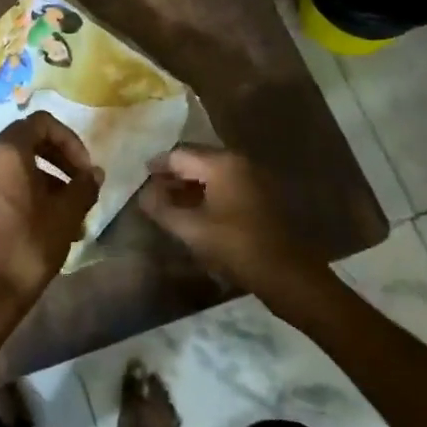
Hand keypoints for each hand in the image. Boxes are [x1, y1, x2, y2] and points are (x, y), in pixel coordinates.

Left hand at [0, 112, 101, 307]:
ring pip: (18, 164)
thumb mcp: (68, 211)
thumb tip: (94, 173)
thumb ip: (84, 185)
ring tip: (73, 211)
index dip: (69, 140)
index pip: (41, 123)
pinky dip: (29, 190)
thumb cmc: (32, 242)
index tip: (84, 168)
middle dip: (59, 158)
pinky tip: (51, 221)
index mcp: (7, 151)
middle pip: (28, 140)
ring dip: (48, 178)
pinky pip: (6, 182)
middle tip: (81, 183)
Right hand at [138, 147, 312, 289]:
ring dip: (190, 183)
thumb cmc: (235, 246)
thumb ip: (162, 208)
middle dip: (173, 173)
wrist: (286, 273)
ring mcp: (253, 177)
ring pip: (212, 172)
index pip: (179, 154)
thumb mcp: (191, 229)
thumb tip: (142, 193)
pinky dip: (207, 191)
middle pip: (197, 159)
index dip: (157, 166)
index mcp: (221, 163)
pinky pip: (226, 183)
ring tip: (170, 202)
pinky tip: (196, 210)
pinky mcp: (261, 194)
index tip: (140, 177)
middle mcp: (239, 161)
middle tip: (152, 189)